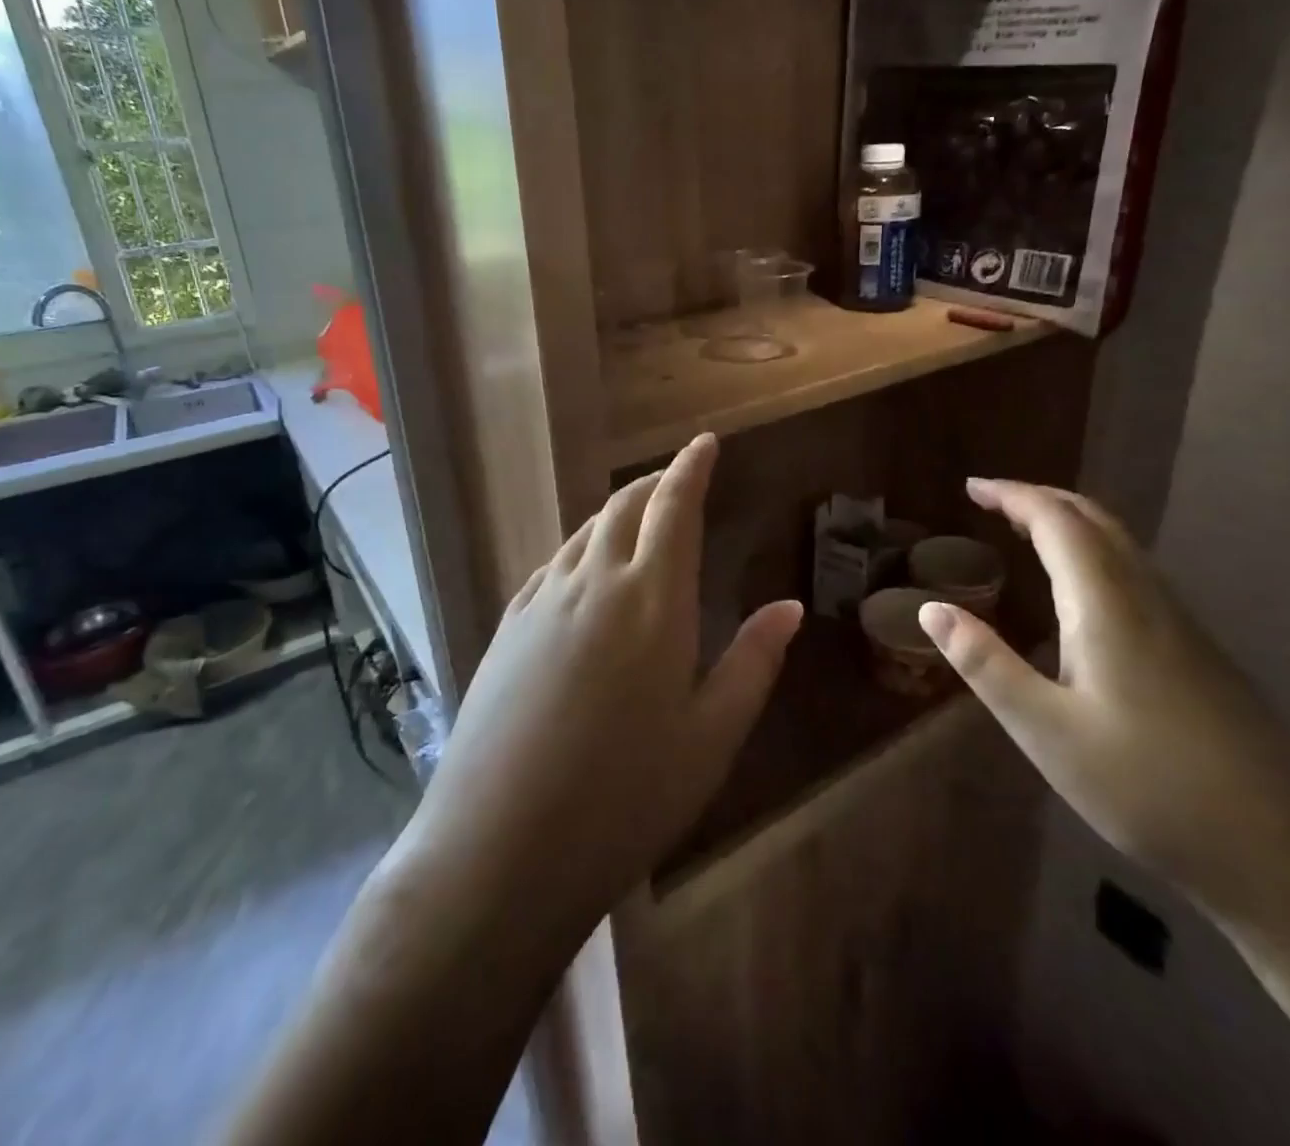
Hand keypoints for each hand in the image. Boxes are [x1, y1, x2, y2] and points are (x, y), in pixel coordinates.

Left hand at [404, 433, 802, 942]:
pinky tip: (583, 570)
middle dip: (655, 483)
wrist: (501, 847)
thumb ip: (753, 663)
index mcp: (653, 600)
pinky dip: (579, 548)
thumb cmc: (626, 797)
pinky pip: (552, 564)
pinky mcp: (507, 627)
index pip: (674, 507)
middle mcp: (594, 583)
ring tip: (637, 518)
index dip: (691, 468)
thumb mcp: (711, 737)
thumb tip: (789, 607)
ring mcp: (542, 602)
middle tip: (676, 479)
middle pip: (625, 507)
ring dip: (615, 513)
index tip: (705, 443)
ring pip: (585, 532)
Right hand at [918, 480, 1289, 922]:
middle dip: (1041, 499)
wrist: (1283, 857)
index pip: (1057, 521)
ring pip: (1122, 546)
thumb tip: (930, 609)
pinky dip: (1094, 556)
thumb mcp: (1045, 731)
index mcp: (1107, 606)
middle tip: (993, 502)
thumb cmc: (1147, 789)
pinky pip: (1137, 575)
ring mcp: (1183, 625)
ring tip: (1025, 534)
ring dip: (1070, 525)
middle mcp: (1149, 599)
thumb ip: (985, 664)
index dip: (1012, 495)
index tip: (971, 487)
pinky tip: (1080, 596)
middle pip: (1095, 521)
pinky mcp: (1200, 653)